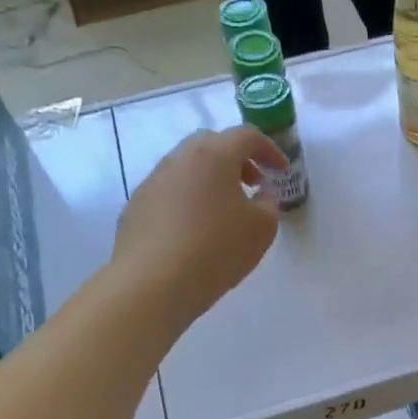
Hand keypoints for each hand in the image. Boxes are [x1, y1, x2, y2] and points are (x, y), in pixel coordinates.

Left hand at [113, 127, 283, 334]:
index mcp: (214, 155)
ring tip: (224, 209)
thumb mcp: (262, 228)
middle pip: (212, 144)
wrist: (153, 282)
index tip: (281, 171)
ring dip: (210, 178)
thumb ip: (268, 203)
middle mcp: (180, 158)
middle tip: (251, 183)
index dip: (269, 150)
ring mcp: (153, 180)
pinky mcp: (136, 205)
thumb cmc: (217, 249)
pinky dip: (188, 198)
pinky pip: (170, 191)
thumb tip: (260, 193)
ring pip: (188, 167)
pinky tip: (195, 229)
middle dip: (236, 158)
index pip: (247, 136)